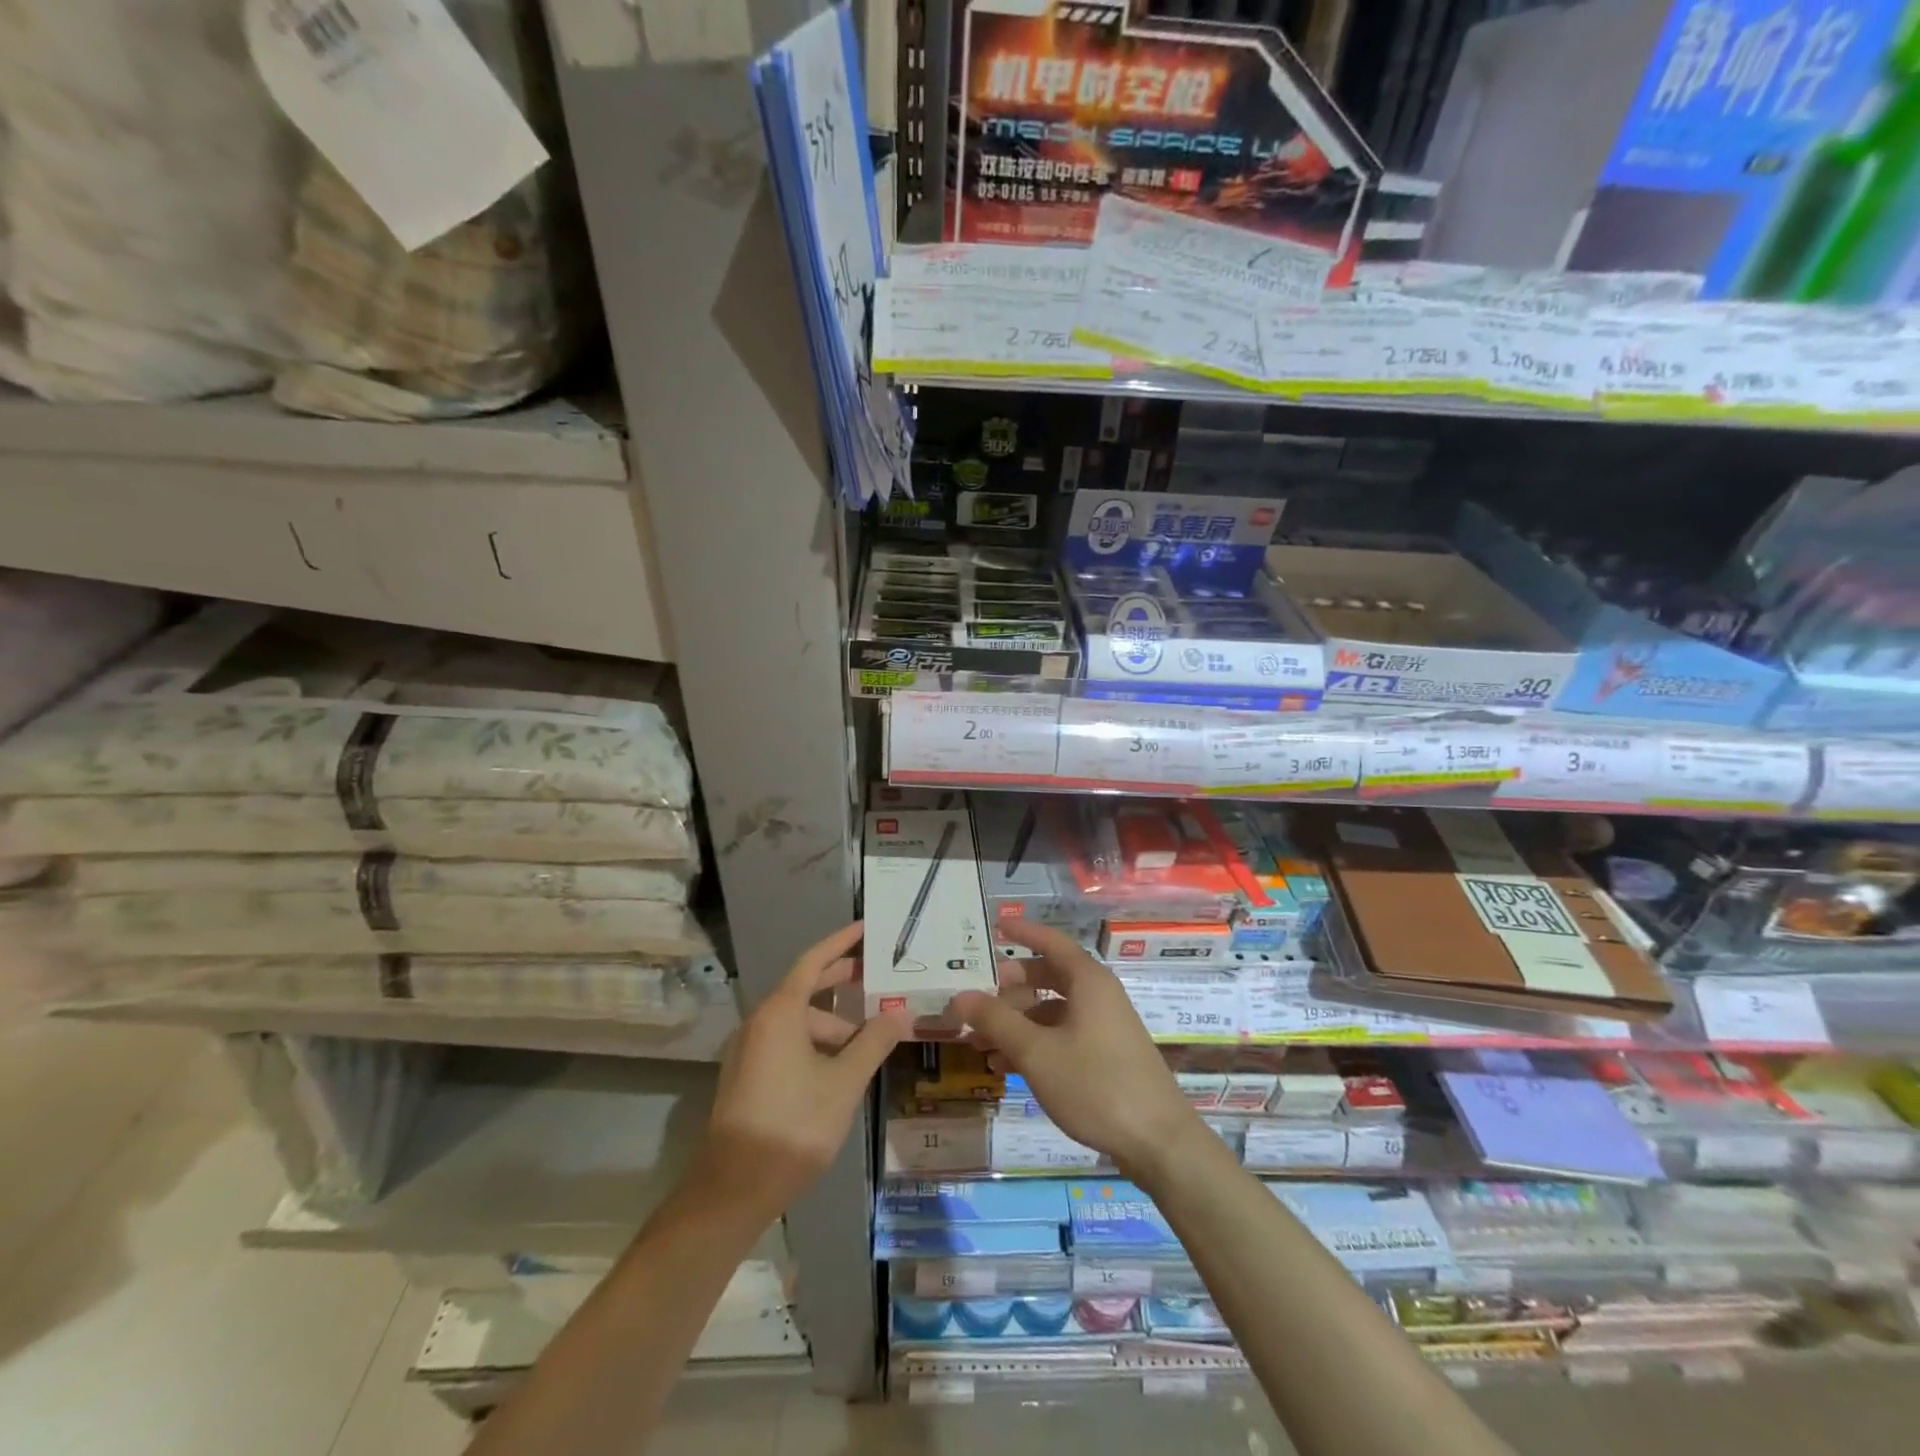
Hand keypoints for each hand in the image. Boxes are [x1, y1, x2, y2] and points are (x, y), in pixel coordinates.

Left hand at [704, 922, 906, 1213]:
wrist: (735, 1187)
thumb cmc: (794, 1125)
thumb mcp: (844, 1082)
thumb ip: (874, 1042)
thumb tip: (900, 1015)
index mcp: (779, 1012)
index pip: (813, 961)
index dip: (841, 942)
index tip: (866, 928)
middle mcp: (760, 1022)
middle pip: (804, 988)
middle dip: (840, 981)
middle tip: (876, 975)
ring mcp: (749, 1049)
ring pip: (797, 1021)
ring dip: (832, 1024)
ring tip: (868, 1039)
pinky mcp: (747, 1075)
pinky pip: (786, 1041)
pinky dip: (815, 1042)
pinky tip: (840, 1064)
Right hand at [948, 921, 1202, 1182]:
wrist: (1158, 1142)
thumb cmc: (1095, 1085)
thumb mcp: (1036, 1052)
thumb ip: (996, 1020)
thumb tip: (960, 996)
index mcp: (1088, 980)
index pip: (1050, 942)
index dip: (1023, 932)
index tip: (995, 926)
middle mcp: (1098, 995)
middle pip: (1048, 976)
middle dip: (1009, 988)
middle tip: (976, 999)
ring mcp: (1104, 1026)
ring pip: (1052, 1010)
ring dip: (1017, 1022)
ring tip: (980, 1042)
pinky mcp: (1107, 1055)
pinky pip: (1063, 1035)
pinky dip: (1035, 1043)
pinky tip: (1007, 1066)